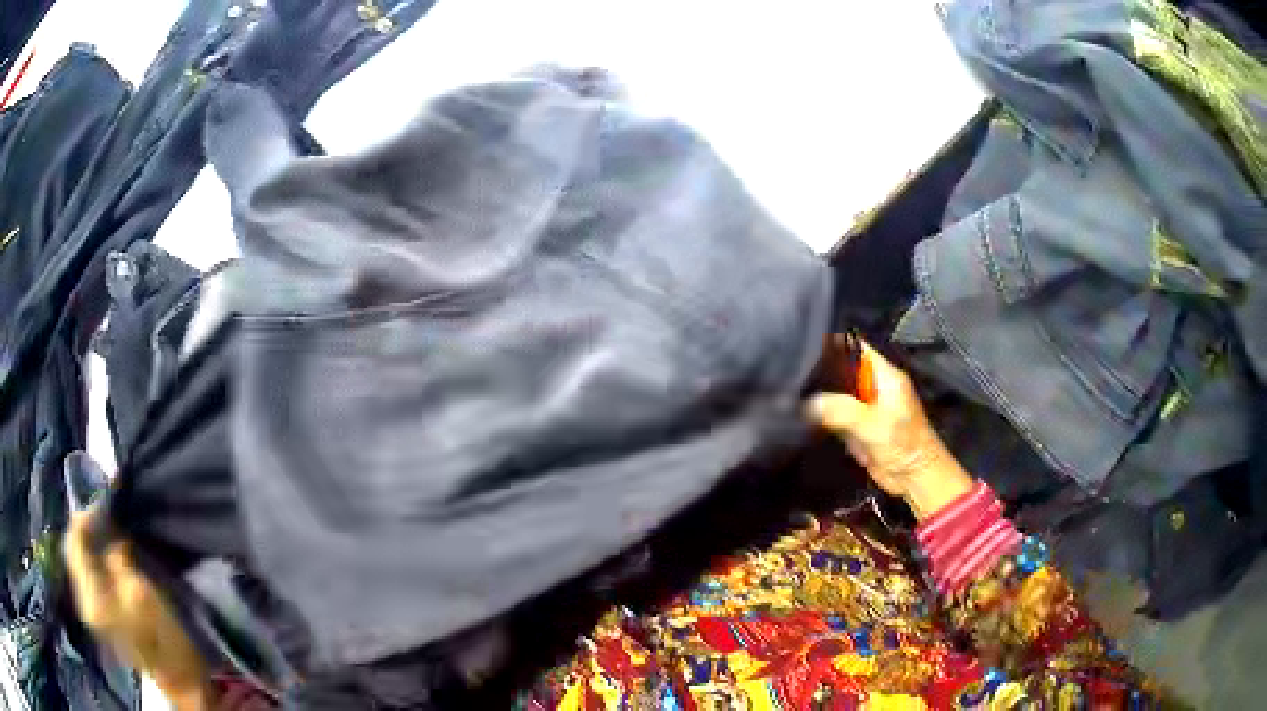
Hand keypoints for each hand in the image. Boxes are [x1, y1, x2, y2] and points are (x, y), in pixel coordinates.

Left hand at [64, 508, 212, 710]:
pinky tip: (104, 553)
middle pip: (72, 551)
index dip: (83, 518)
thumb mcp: (139, 589)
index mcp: (91, 598)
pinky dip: (91, 557)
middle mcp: (83, 601)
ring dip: (87, 542)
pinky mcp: (96, 613)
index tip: (100, 502)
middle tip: (102, 513)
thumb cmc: (162, 634)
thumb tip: (106, 527)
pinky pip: (85, 573)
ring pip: (77, 561)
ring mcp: (89, 609)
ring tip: (103, 529)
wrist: (177, 676)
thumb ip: (115, 555)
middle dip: (83, 529)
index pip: (74, 543)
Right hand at [807, 339, 973, 519]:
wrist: (914, 478)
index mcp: (885, 375)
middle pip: (842, 370)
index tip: (804, 347)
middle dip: (821, 373)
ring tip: (792, 394)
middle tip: (791, 373)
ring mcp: (866, 407)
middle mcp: (874, 386)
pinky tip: (802, 416)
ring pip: (836, 394)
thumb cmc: (902, 444)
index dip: (833, 344)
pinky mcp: (859, 427)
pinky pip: (836, 416)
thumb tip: (808, 404)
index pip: (856, 347)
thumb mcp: (873, 425)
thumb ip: (841, 411)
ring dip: (819, 398)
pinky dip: (822, 417)